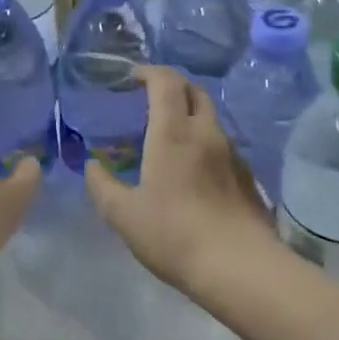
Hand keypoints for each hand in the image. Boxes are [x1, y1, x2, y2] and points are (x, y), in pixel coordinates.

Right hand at [84, 66, 276, 292]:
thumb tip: (92, 166)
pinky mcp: (246, 176)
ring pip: (210, 117)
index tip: (132, 77)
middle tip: (151, 98)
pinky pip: (221, 143)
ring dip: (189, 113)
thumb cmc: (174, 234)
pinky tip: (192, 168)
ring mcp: (231, 153)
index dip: (149, 72)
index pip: (166, 82)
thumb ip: (102, 186)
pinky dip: (203, 140)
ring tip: (169, 134)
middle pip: (194, 91)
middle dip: (172, 86)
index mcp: (173, 133)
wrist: (240, 267)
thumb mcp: (124, 216)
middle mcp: (205, 133)